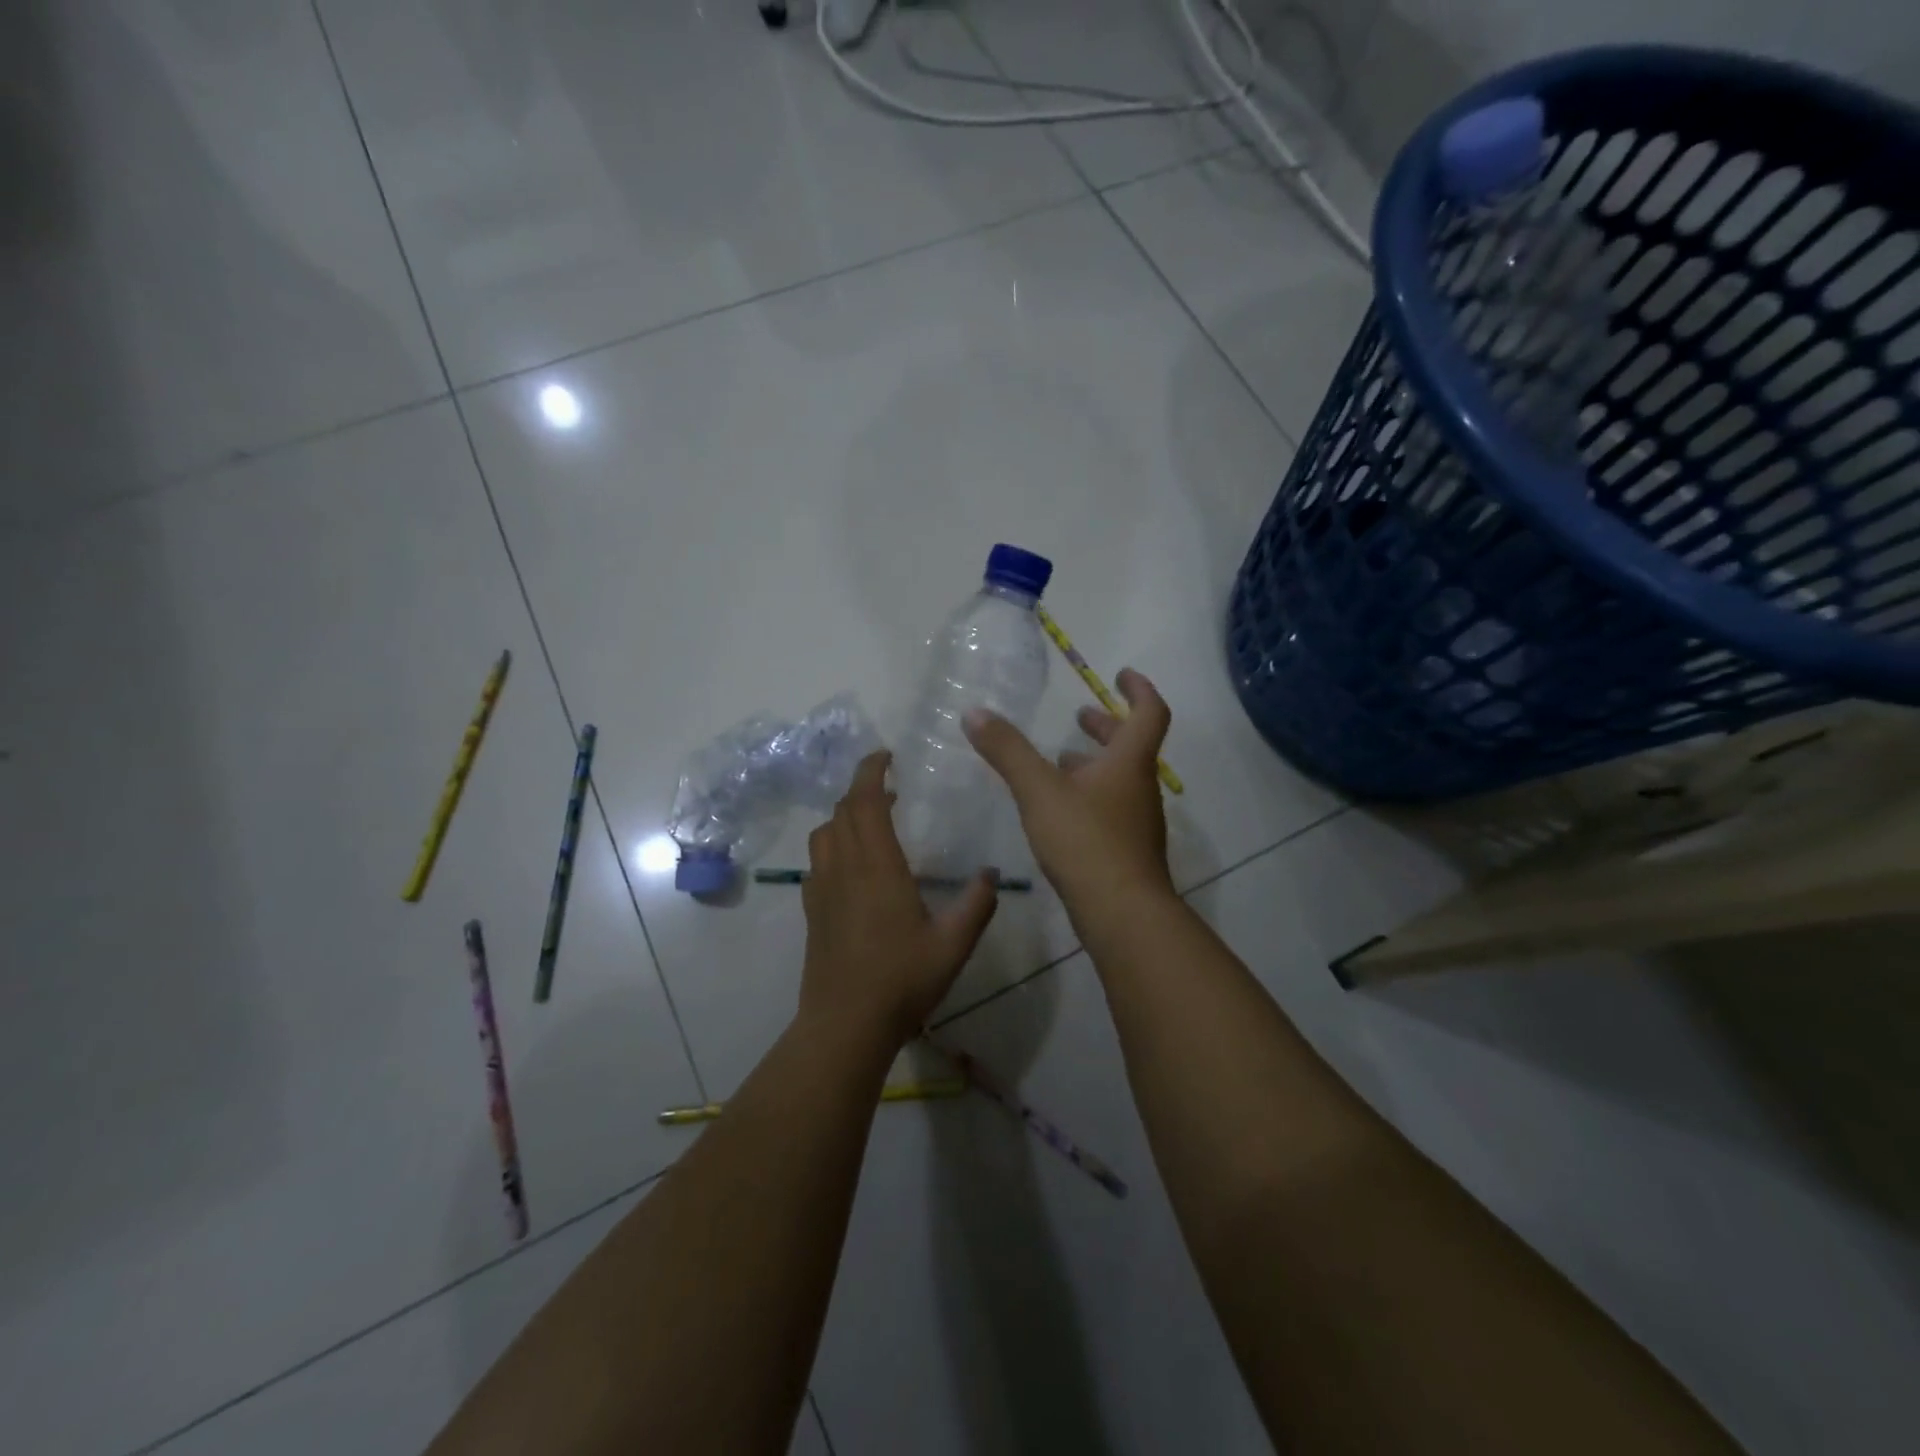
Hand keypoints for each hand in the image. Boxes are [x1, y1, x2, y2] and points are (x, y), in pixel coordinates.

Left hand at [797, 751, 999, 1047]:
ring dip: (845, 816)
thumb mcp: (953, 945)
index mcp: (877, 867)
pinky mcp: (812, 911)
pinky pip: (818, 861)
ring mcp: (822, 889)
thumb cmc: (901, 981)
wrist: (844, 1025)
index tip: (886, 755)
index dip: (871, 771)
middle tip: (889, 788)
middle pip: (841, 811)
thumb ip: (976, 905)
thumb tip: (992, 874)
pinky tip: (854, 867)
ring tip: (872, 822)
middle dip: (862, 789)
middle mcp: (844, 868)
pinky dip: (834, 845)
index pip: (864, 801)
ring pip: (824, 833)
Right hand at [964, 668, 1175, 918]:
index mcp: (1130, 763)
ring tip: (1061, 760)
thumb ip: (1008, 752)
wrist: (1123, 914)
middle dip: (1106, 727)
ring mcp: (1136, 822)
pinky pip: (1110, 808)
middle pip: (1132, 746)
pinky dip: (1089, 795)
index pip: (1150, 713)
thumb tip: (975, 713)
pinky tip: (1061, 810)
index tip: (1122, 674)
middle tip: (1081, 716)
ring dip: (1095, 764)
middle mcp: (1140, 788)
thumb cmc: (1086, 841)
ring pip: (1119, 780)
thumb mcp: (1040, 791)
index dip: (1139, 689)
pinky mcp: (1126, 851)